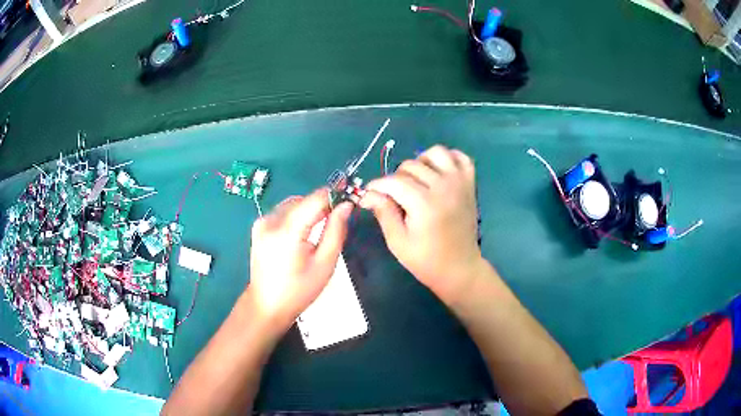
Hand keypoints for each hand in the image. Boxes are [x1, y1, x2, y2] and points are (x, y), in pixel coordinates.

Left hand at [247, 189, 352, 334]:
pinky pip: (284, 211)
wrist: (266, 305)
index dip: (335, 195)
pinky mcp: (259, 226)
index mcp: (287, 231)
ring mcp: (262, 222)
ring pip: (294, 203)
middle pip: (304, 199)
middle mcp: (270, 220)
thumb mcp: (325, 264)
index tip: (350, 201)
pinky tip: (302, 233)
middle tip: (337, 220)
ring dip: (309, 210)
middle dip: (323, 205)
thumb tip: (346, 205)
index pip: (316, 198)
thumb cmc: (299, 291)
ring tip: (319, 229)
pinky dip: (297, 216)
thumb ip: (336, 231)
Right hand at [360, 146, 484, 303]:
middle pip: (412, 165)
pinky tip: (439, 172)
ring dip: (421, 161)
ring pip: (436, 153)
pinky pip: (460, 157)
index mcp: (424, 203)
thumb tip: (368, 194)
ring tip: (416, 180)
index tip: (369, 194)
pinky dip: (448, 159)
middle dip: (396, 178)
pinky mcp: (469, 184)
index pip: (393, 181)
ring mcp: (459, 182)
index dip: (377, 185)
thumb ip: (384, 213)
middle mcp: (443, 186)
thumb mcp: (398, 241)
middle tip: (393, 196)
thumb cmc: (426, 260)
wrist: (459, 268)